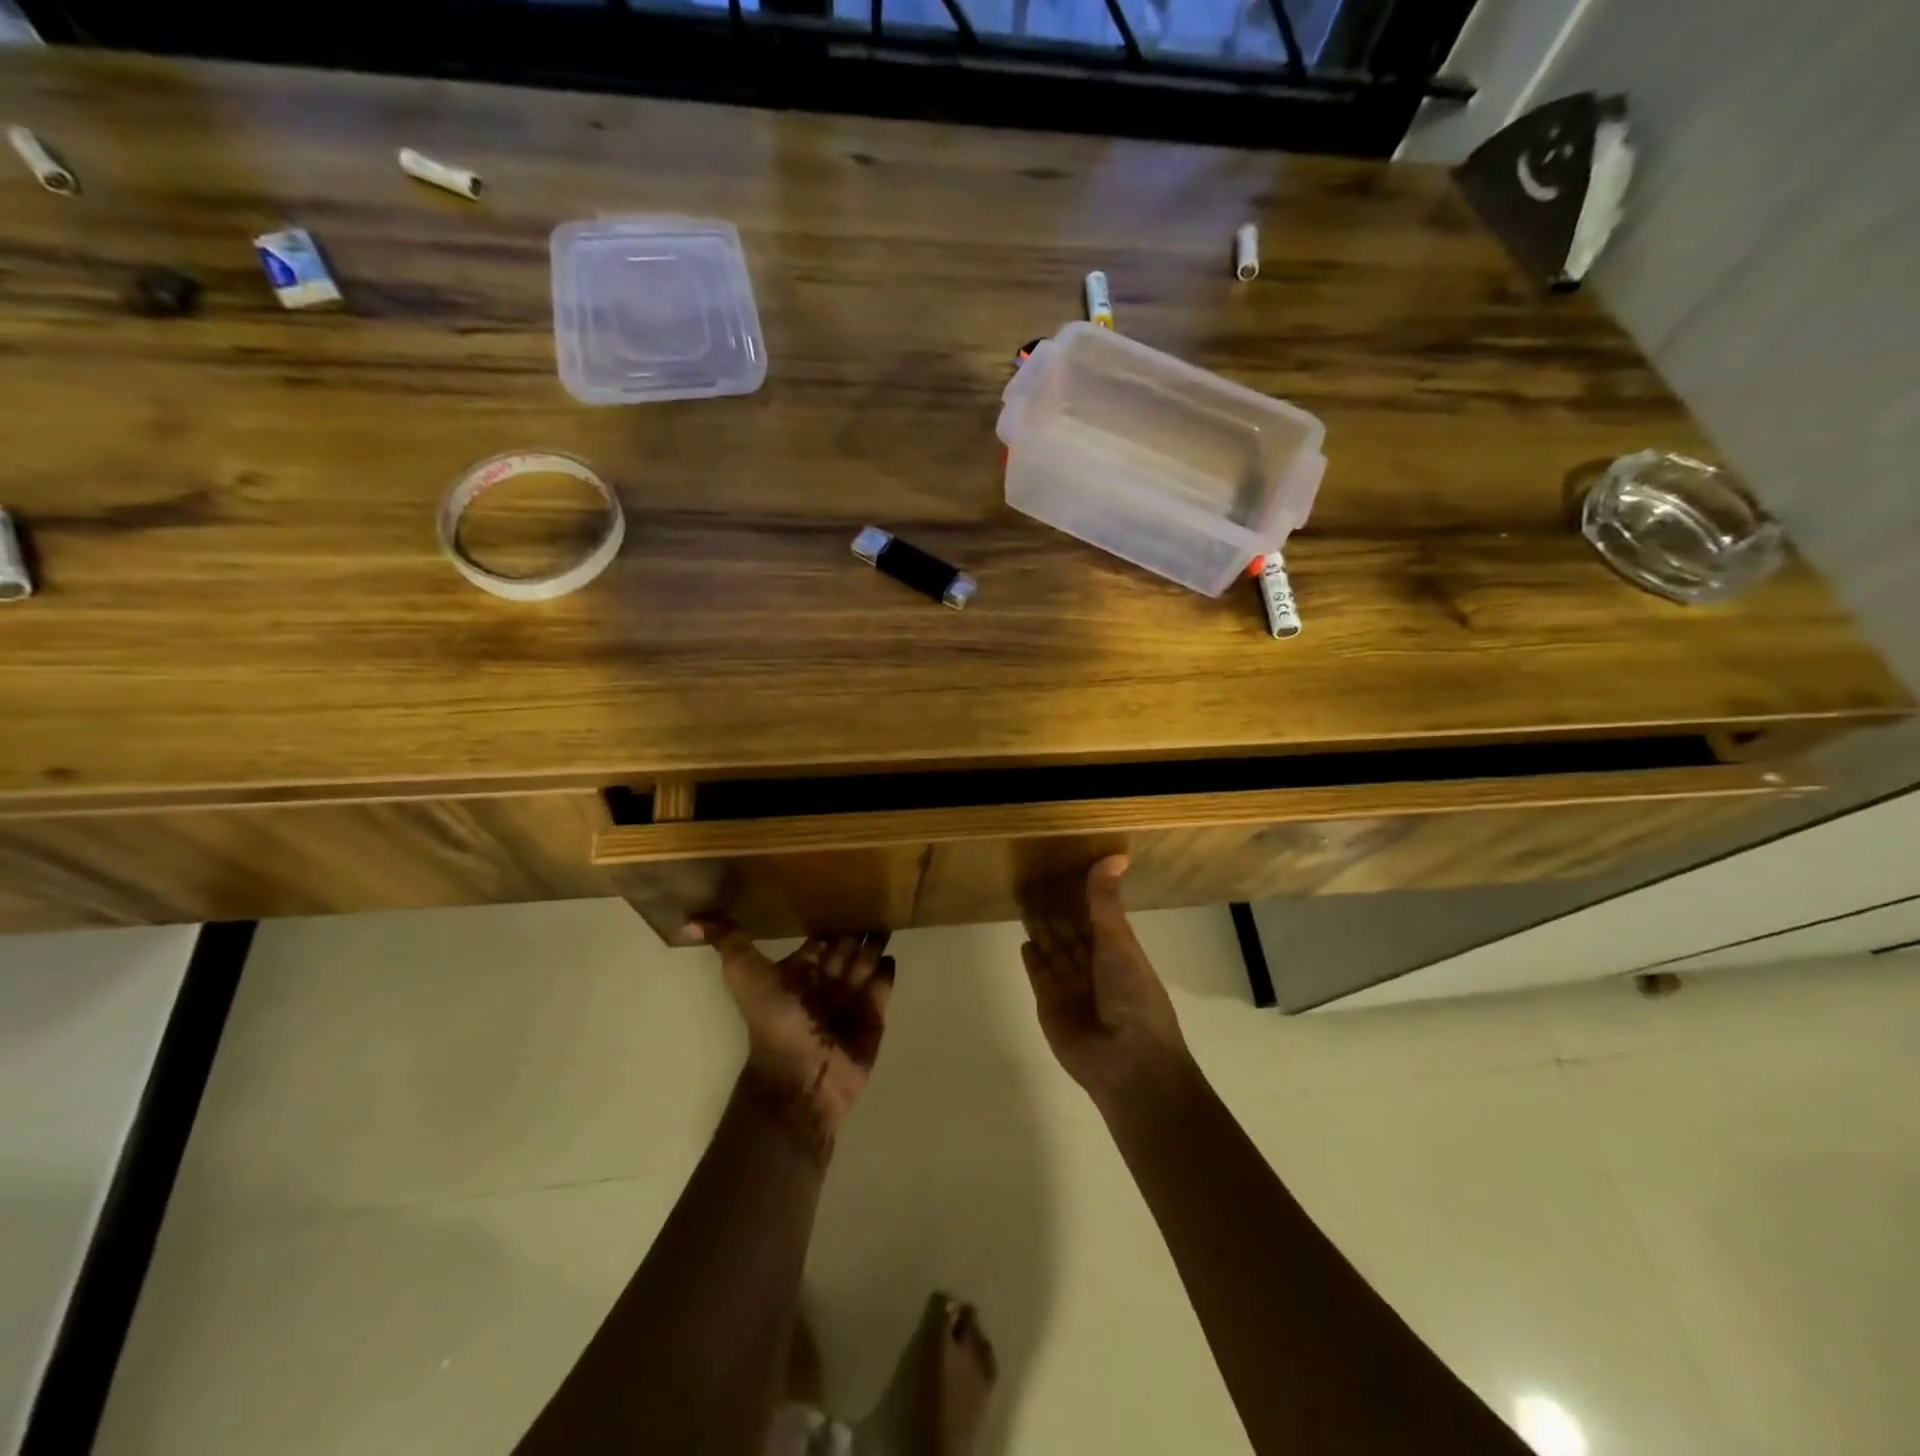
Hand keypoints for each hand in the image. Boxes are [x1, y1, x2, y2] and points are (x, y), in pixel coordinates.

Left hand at [687, 919, 894, 1161]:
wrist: (802, 1076)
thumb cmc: (776, 1022)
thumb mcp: (745, 974)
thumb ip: (729, 943)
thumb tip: (690, 920)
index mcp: (796, 975)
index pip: (817, 943)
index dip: (828, 923)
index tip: (842, 893)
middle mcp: (823, 986)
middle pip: (844, 951)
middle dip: (856, 930)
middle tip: (876, 899)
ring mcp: (849, 1003)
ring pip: (864, 965)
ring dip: (873, 945)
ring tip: (888, 919)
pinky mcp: (873, 1019)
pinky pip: (881, 991)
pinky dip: (886, 974)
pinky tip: (891, 956)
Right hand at [1020, 855, 1189, 1107]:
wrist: (1127, 1061)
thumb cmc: (1132, 996)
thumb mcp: (1119, 942)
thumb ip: (1105, 901)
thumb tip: (1114, 854)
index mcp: (1117, 949)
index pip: (1093, 913)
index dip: (1078, 893)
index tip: (1060, 865)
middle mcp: (1094, 964)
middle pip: (1069, 930)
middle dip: (1054, 907)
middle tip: (1032, 878)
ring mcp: (1071, 986)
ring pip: (1052, 949)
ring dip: (1041, 927)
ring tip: (1023, 900)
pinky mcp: (1050, 1004)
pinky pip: (1039, 975)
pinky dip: (1033, 959)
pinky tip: (1024, 941)